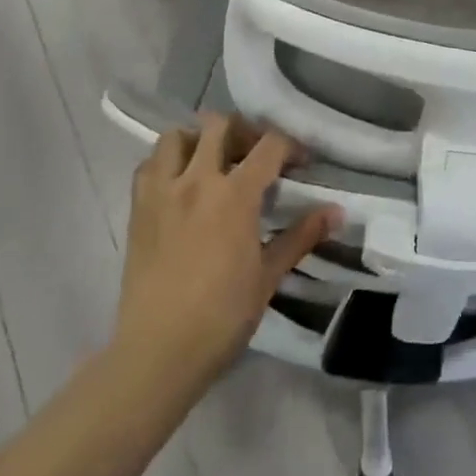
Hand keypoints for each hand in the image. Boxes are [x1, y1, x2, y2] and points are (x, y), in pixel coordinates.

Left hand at [114, 114, 337, 394]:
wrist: (158, 351)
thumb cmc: (222, 317)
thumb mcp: (268, 276)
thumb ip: (301, 236)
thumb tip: (337, 212)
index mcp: (235, 196)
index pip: (269, 145)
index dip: (291, 145)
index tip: (300, 163)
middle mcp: (197, 181)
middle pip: (220, 124)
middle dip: (244, 131)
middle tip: (255, 155)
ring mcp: (162, 191)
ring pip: (177, 135)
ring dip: (198, 139)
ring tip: (212, 162)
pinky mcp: (137, 208)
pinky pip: (149, 164)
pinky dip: (167, 161)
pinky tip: (180, 184)